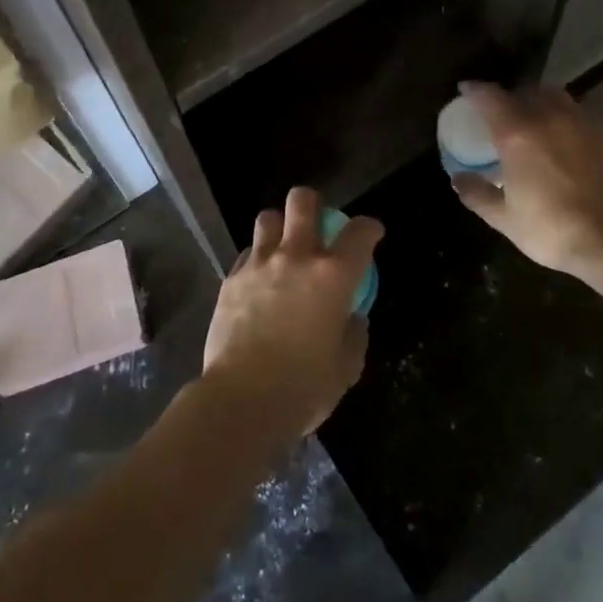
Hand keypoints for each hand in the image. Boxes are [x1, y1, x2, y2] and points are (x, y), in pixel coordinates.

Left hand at [201, 187, 380, 439]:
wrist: (242, 400)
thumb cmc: (303, 387)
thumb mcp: (346, 366)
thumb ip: (353, 333)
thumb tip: (351, 317)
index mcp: (333, 275)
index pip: (359, 232)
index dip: (369, 228)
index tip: (371, 234)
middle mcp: (296, 257)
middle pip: (302, 201)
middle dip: (313, 204)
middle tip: (318, 225)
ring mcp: (259, 264)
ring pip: (268, 218)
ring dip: (280, 227)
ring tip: (283, 249)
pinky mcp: (231, 278)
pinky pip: (247, 253)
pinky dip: (257, 259)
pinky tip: (260, 280)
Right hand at [449, 81, 602, 281]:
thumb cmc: (552, 230)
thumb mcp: (505, 219)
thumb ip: (478, 194)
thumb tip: (458, 178)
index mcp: (517, 134)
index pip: (490, 97)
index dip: (475, 90)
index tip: (466, 89)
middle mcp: (549, 118)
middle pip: (527, 90)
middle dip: (512, 95)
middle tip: (503, 112)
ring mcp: (583, 124)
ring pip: (557, 97)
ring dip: (542, 102)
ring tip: (537, 121)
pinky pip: (581, 115)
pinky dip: (567, 120)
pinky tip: (568, 141)